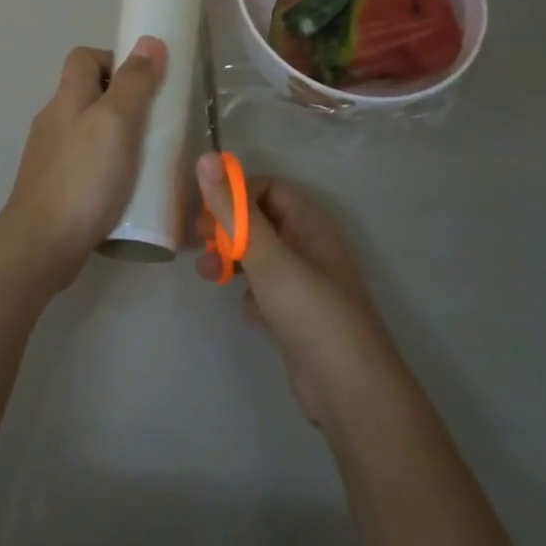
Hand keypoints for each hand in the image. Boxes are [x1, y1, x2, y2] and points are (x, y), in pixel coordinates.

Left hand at [0, 37, 167, 293]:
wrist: (42, 245)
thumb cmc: (83, 178)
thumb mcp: (116, 123)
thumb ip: (134, 83)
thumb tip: (149, 41)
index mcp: (66, 99)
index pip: (84, 58)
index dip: (115, 60)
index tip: (146, 83)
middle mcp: (54, 122)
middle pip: (89, 95)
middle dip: (125, 103)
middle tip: (157, 125)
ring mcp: (52, 157)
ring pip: (90, 132)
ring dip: (120, 139)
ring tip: (149, 159)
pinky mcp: (56, 189)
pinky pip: (87, 165)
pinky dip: (110, 168)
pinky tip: (128, 189)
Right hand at [194, 155, 398, 427]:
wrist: (348, 389)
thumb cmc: (309, 310)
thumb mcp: (265, 255)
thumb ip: (233, 209)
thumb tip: (206, 157)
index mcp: (310, 223)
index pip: (267, 189)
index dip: (234, 195)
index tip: (204, 214)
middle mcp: (310, 246)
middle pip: (260, 222)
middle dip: (227, 229)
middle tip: (196, 244)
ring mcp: (305, 282)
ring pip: (260, 257)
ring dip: (232, 259)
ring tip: (209, 276)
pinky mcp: (297, 314)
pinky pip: (266, 289)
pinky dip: (251, 293)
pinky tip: (246, 309)